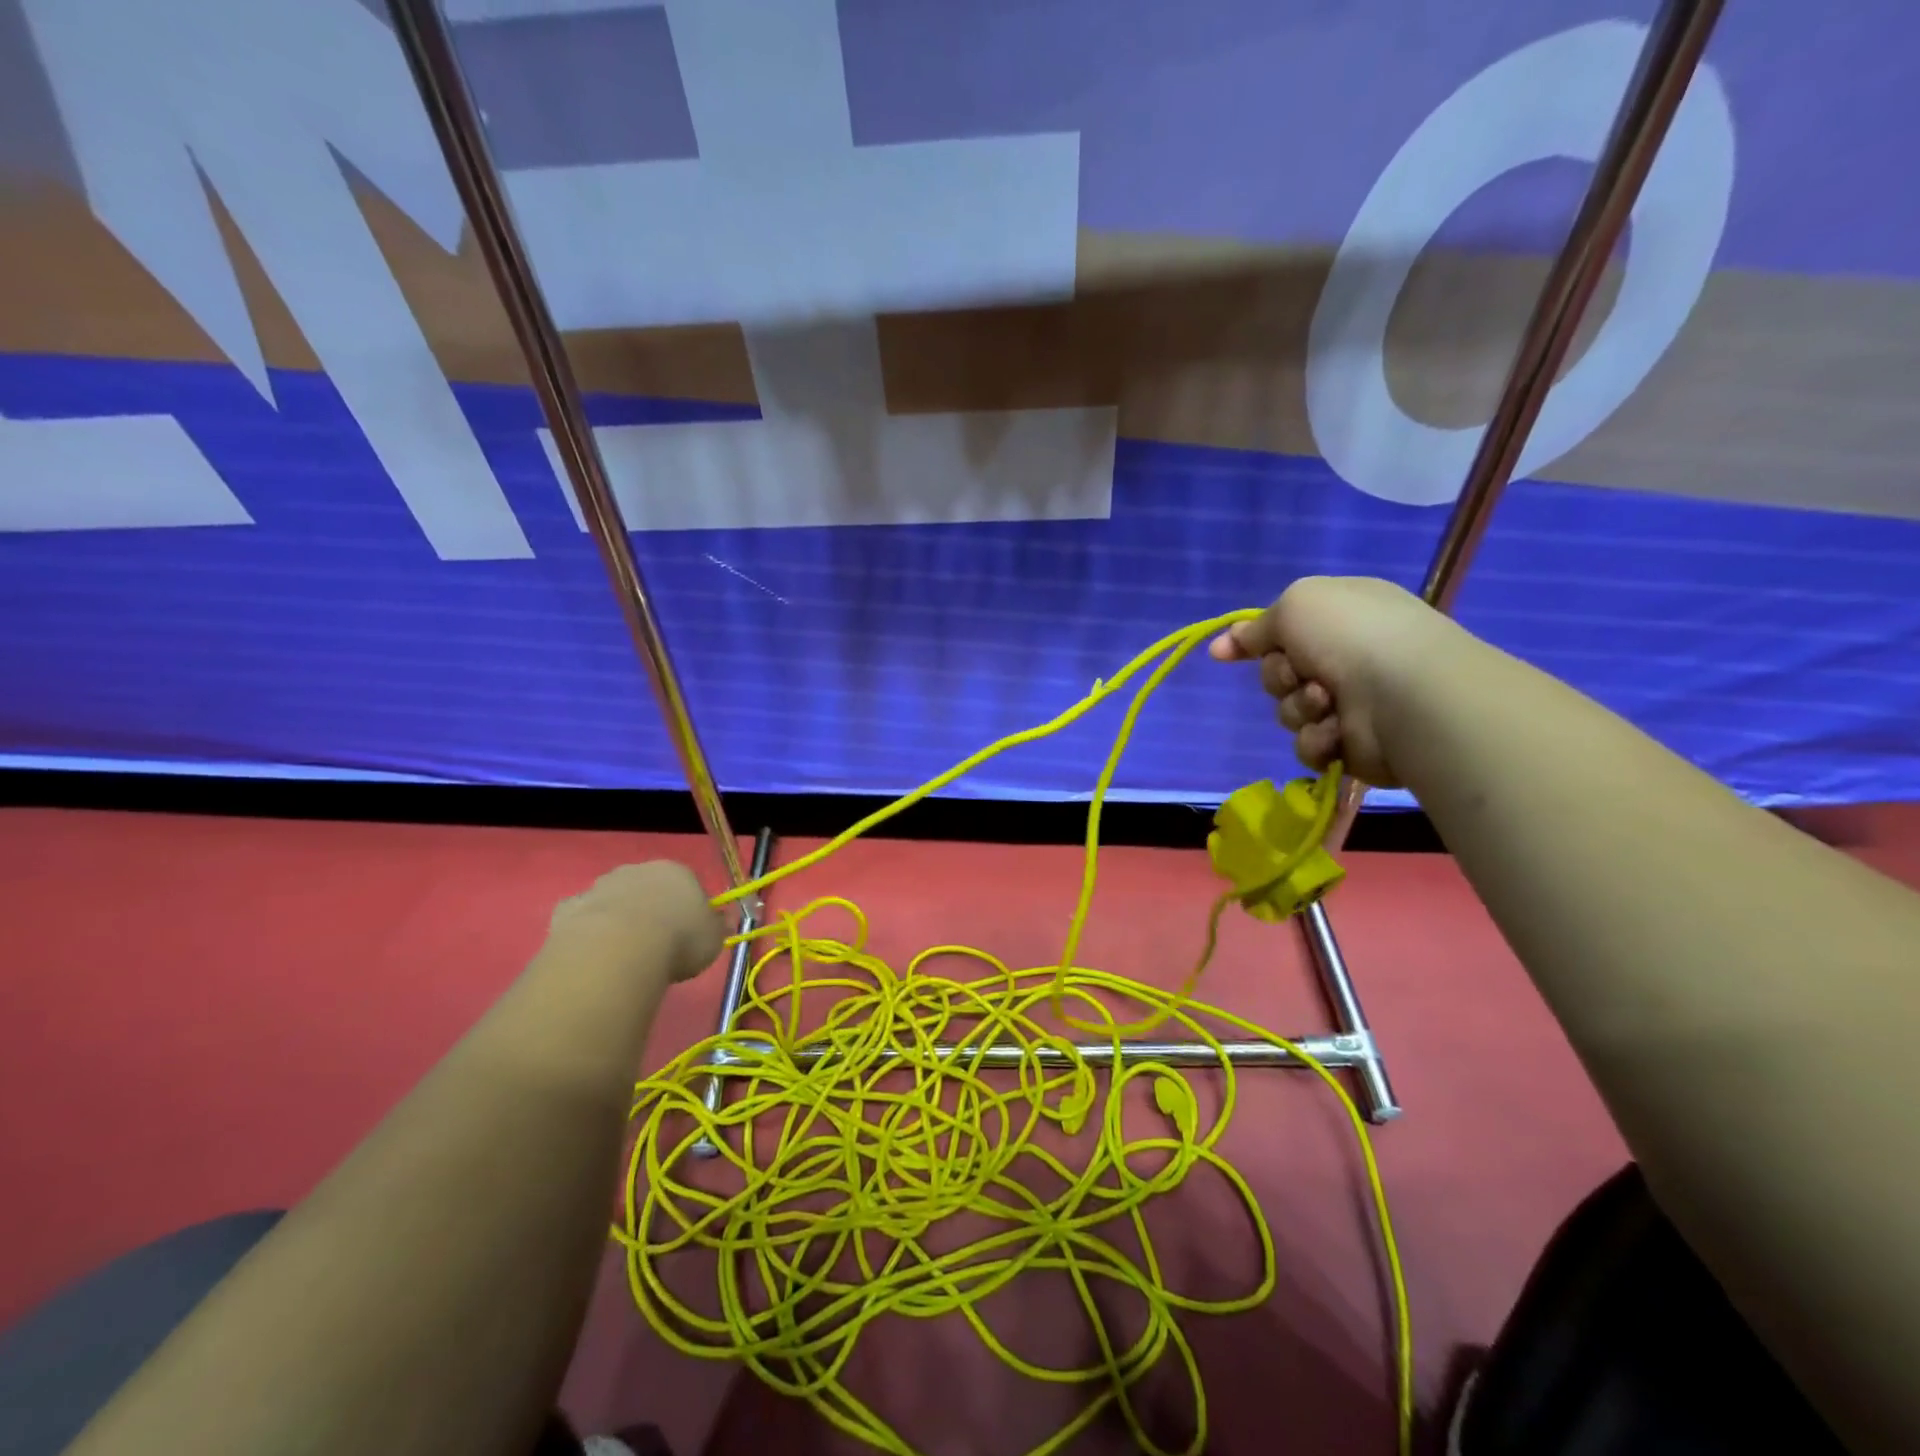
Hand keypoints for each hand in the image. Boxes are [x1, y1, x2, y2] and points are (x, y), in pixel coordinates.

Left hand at [547, 861, 725, 983]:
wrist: (617, 952)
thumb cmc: (677, 941)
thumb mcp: (713, 939)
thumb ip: (716, 927)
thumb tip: (721, 921)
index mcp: (676, 871)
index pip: (686, 884)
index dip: (687, 909)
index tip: (687, 935)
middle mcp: (637, 870)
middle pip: (647, 888)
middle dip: (650, 910)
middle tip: (655, 946)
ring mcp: (600, 887)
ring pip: (613, 900)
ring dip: (618, 919)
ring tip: (623, 956)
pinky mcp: (568, 908)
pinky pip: (582, 918)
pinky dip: (587, 932)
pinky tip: (593, 955)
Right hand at [1208, 576, 1456, 786]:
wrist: (1403, 695)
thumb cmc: (1352, 637)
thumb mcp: (1296, 606)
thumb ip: (1258, 626)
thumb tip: (1225, 643)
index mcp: (1341, 616)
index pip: (1283, 629)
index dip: (1251, 641)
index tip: (1221, 654)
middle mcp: (1347, 656)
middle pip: (1279, 673)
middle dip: (1280, 677)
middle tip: (1302, 674)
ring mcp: (1352, 702)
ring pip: (1290, 711)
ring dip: (1300, 708)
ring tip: (1328, 703)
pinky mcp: (1352, 745)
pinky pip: (1308, 745)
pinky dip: (1317, 739)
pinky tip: (1336, 731)